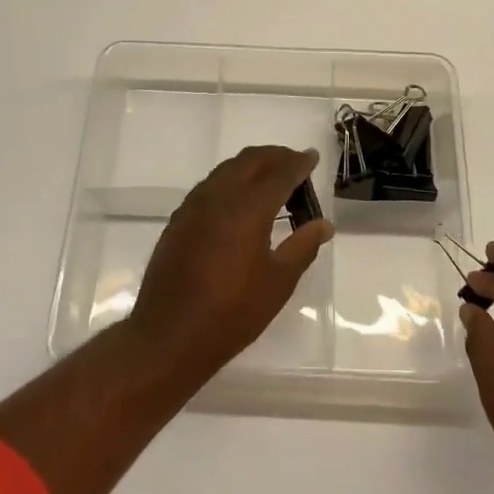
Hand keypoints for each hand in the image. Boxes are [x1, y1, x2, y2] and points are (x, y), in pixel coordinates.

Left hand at [128, 146, 332, 385]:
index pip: (280, 173)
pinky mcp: (179, 219)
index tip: (313, 158)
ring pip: (227, 169)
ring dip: (252, 166)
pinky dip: (231, 181)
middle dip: (276, 156)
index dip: (299, 163)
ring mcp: (194, 206)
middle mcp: (219, 196)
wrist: (169, 336)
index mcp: (247, 208)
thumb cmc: (232, 313)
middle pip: (251, 160)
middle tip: (295, 165)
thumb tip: (324, 224)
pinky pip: (210, 185)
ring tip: (271, 181)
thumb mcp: (278, 283)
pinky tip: (239, 202)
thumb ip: (303, 247)